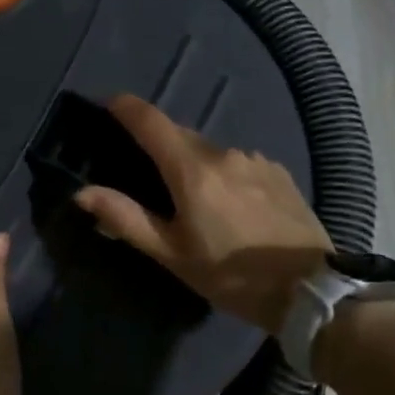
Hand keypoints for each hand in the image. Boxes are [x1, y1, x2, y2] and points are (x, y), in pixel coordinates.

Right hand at [73, 94, 332, 333]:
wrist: (312, 292)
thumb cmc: (231, 276)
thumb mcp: (172, 254)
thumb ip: (126, 219)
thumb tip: (83, 192)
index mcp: (193, 171)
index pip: (151, 122)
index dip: (125, 107)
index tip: (108, 103)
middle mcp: (224, 153)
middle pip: (180, 135)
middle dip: (157, 142)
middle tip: (142, 166)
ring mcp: (256, 160)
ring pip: (210, 151)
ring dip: (192, 163)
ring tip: (189, 196)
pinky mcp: (279, 173)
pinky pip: (237, 163)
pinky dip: (222, 174)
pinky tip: (228, 205)